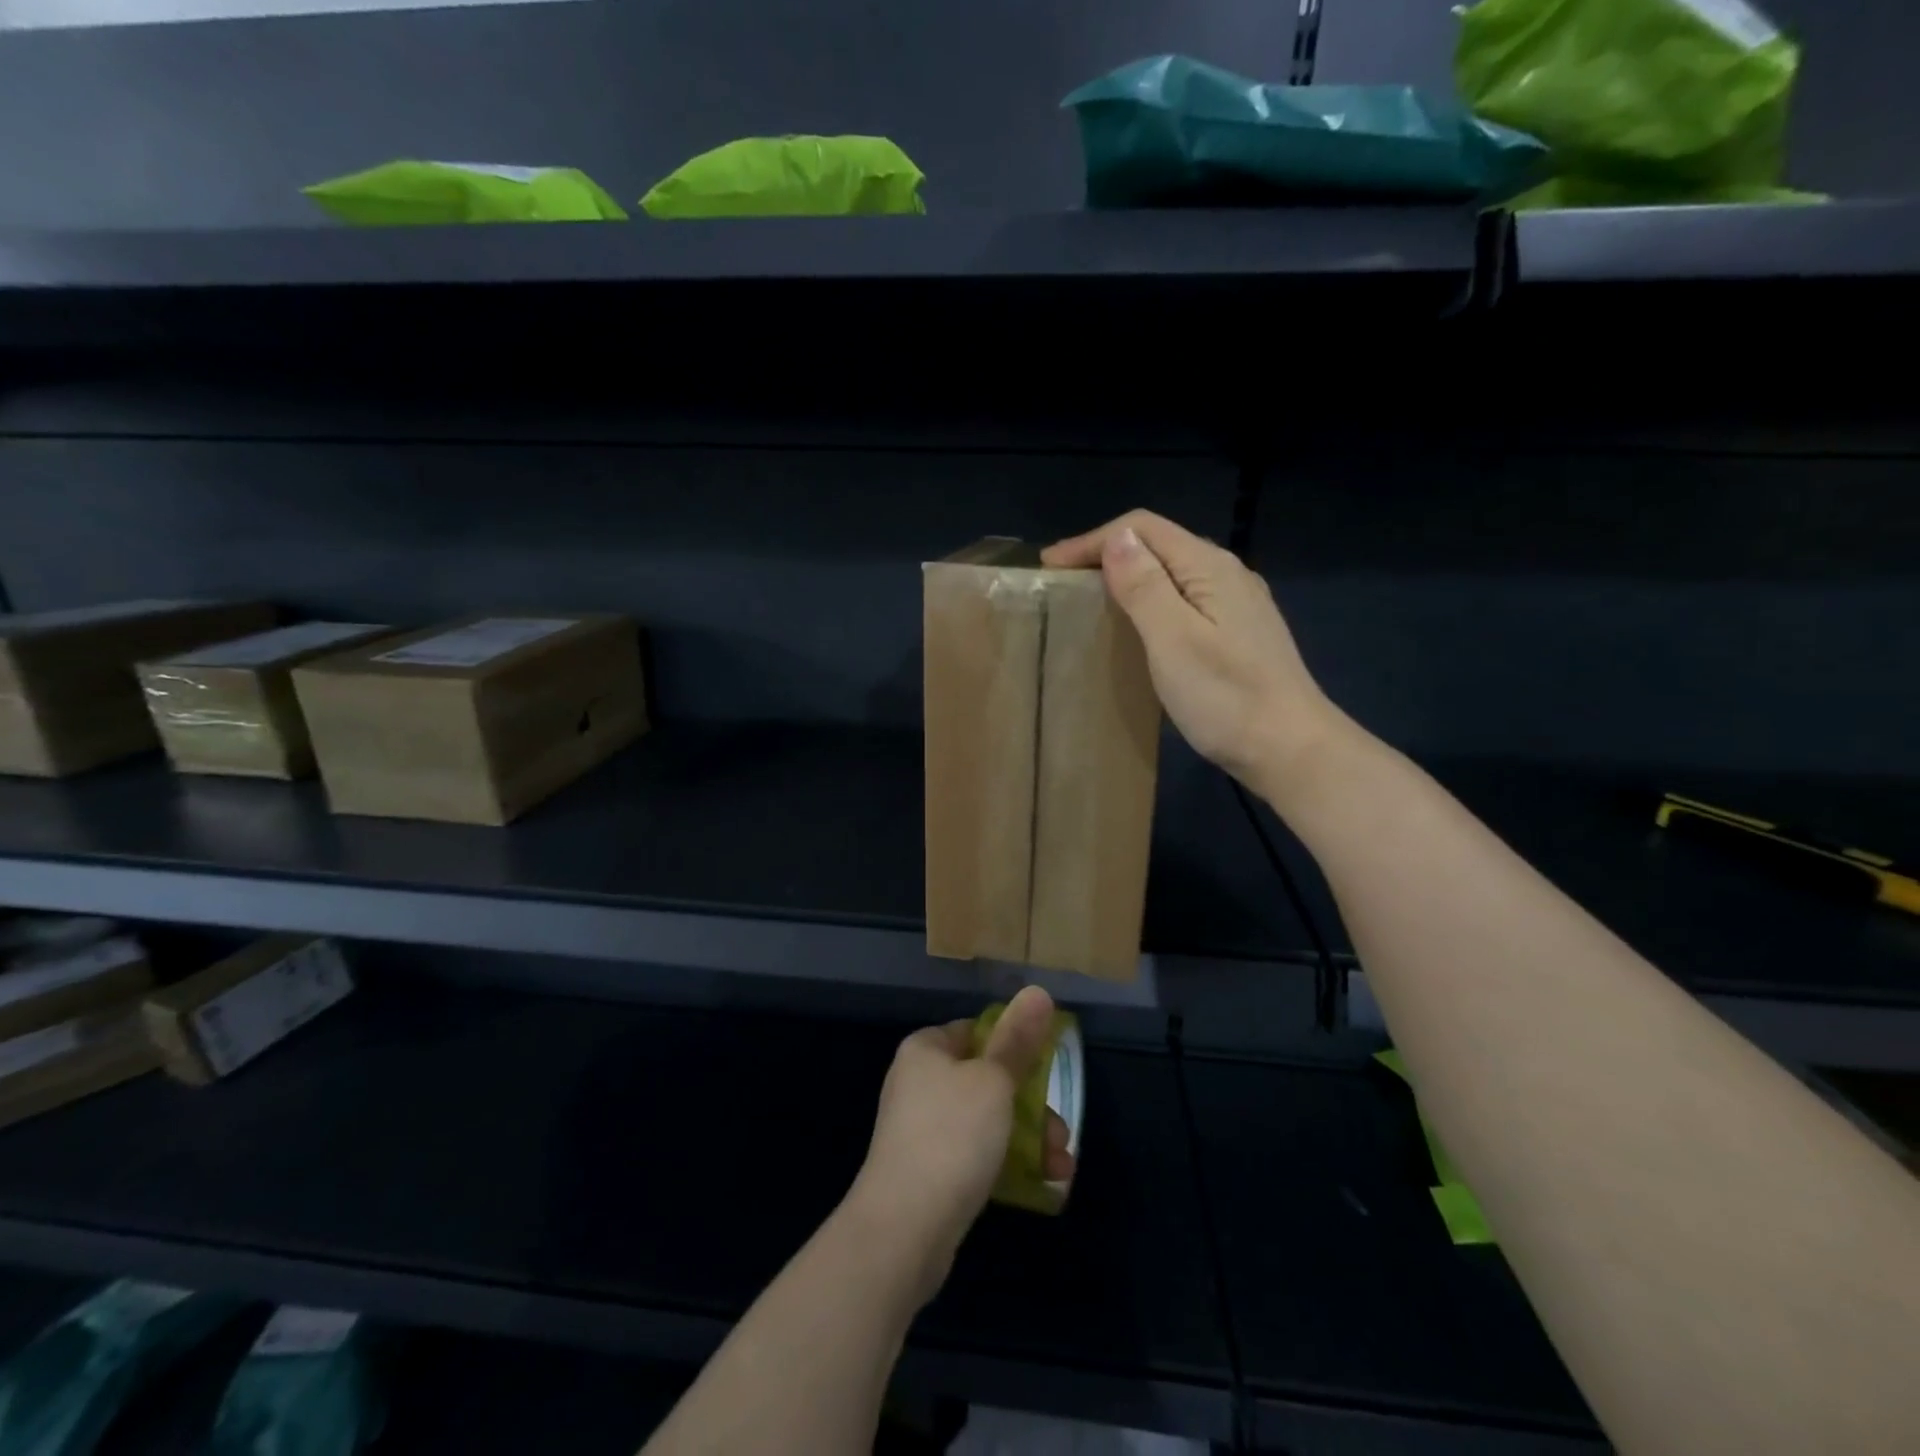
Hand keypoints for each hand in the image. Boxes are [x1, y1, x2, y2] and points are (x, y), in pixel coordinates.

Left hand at [849, 986, 1074, 1304]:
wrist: (903, 1228)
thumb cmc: (952, 1136)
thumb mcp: (994, 1081)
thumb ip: (1018, 1039)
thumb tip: (1038, 990)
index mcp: (926, 1049)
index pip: (976, 1031)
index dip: (1013, 1045)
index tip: (1047, 1068)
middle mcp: (919, 1082)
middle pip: (986, 1079)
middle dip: (1031, 1104)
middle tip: (1061, 1131)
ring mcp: (921, 1129)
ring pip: (986, 1120)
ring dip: (1028, 1138)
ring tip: (1061, 1165)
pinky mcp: (928, 1172)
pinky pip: (975, 1155)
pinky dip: (1006, 1163)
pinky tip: (1041, 1184)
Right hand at [1042, 510, 1347, 808]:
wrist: (1290, 749)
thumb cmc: (1226, 698)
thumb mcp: (1173, 639)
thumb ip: (1145, 585)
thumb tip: (1117, 537)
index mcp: (1209, 567)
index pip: (1143, 527)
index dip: (1092, 540)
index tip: (1050, 567)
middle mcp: (1227, 574)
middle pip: (1159, 545)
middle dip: (1107, 554)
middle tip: (1064, 583)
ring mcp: (1237, 604)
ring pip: (1172, 573)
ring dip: (1128, 577)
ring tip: (1092, 602)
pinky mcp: (1238, 632)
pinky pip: (1185, 599)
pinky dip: (1151, 602)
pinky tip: (1138, 627)